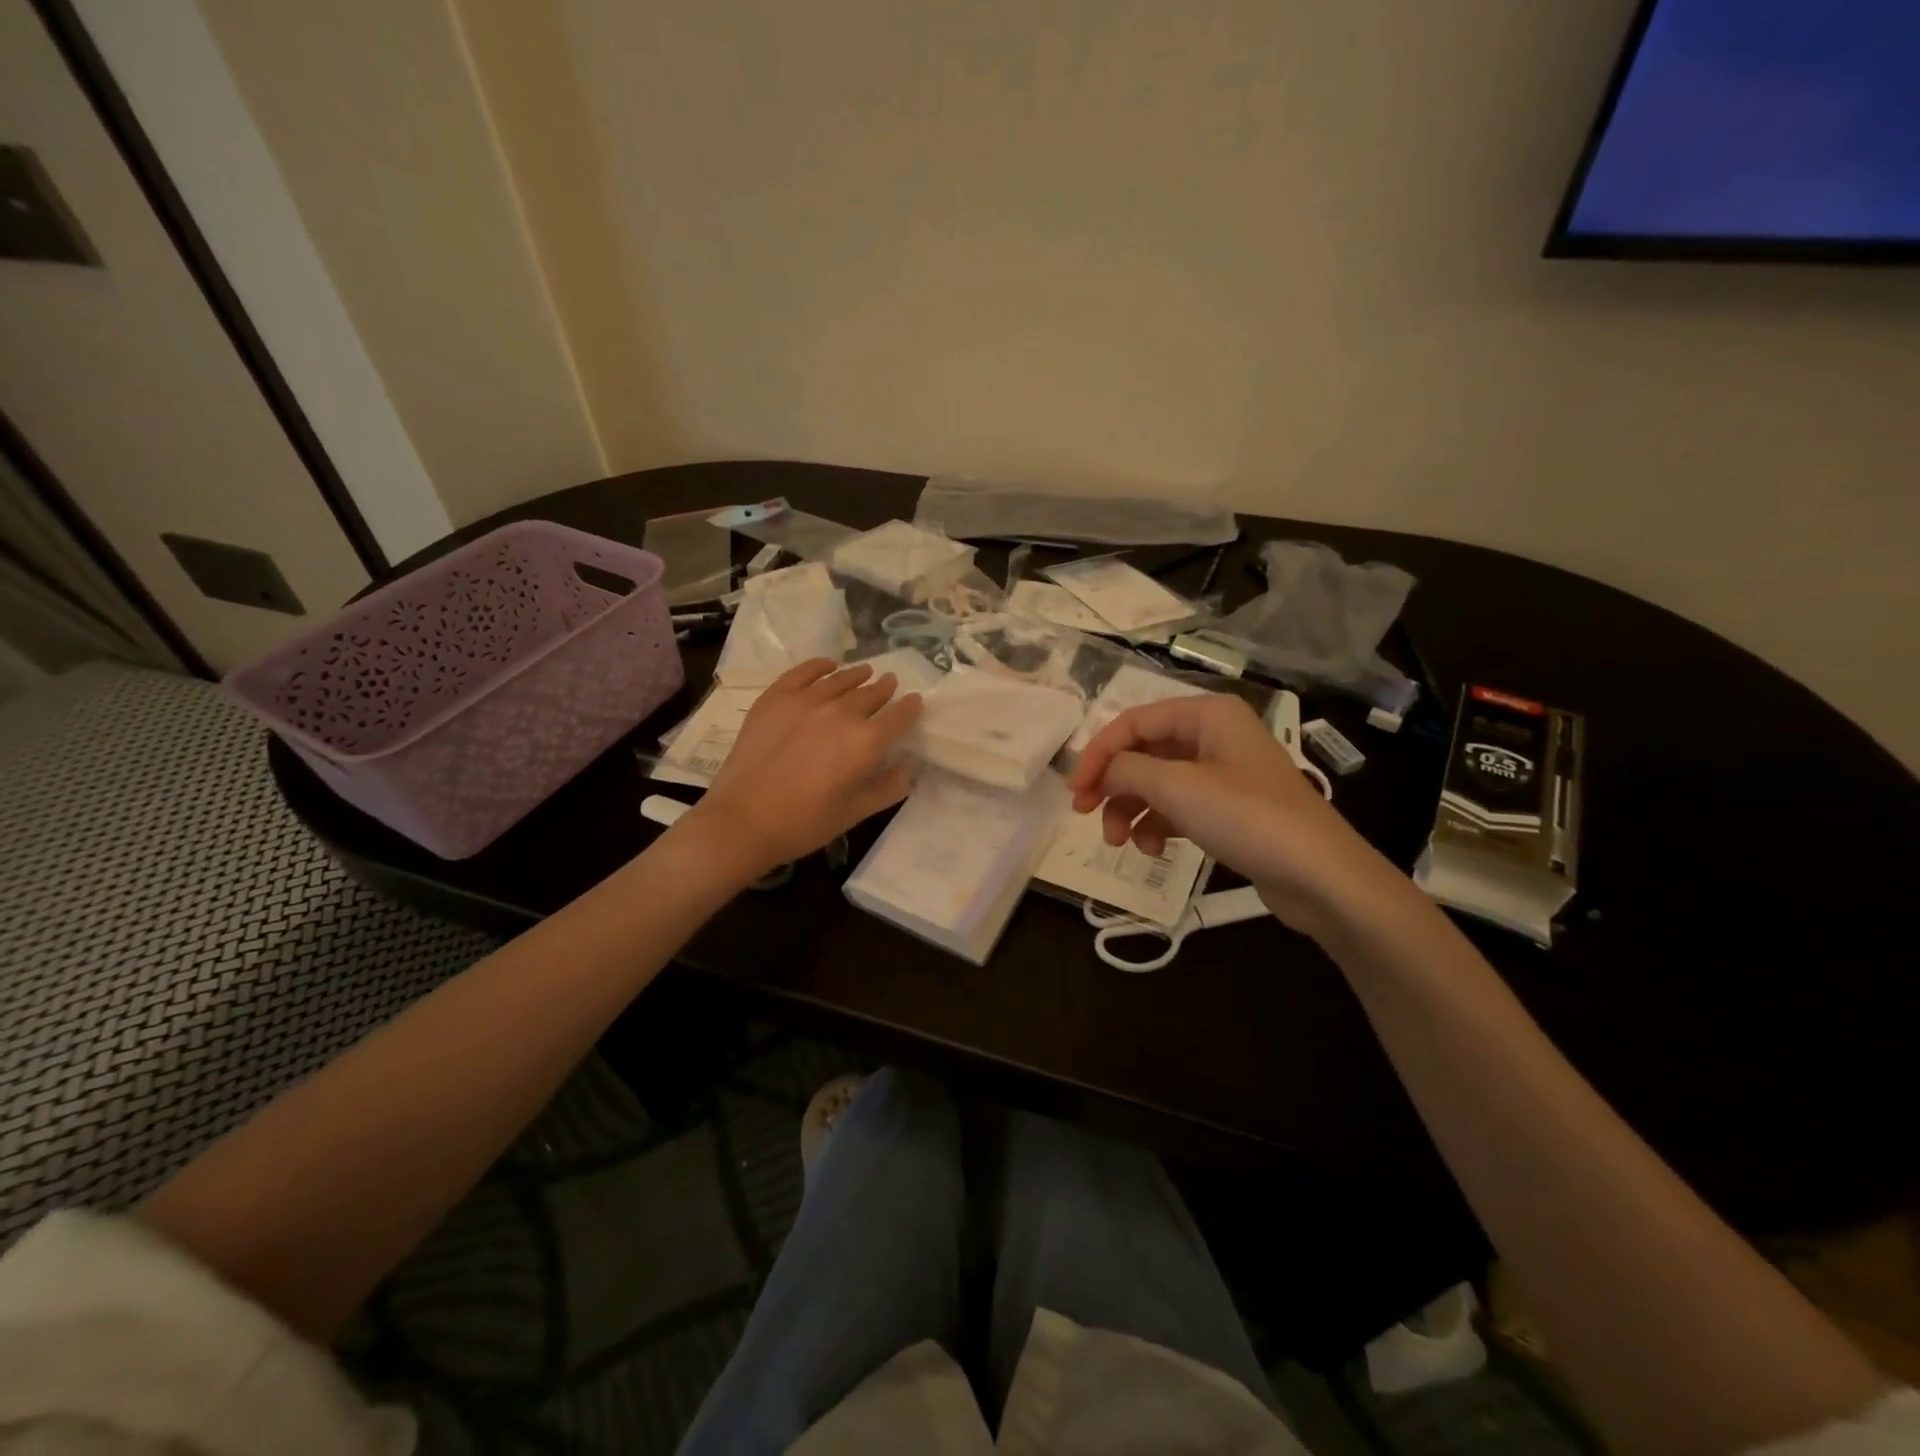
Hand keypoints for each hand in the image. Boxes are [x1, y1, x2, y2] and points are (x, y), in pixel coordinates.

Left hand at [685, 659, 922, 875]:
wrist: (743, 820)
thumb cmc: (805, 823)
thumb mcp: (855, 812)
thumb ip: (889, 786)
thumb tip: (910, 766)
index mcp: (867, 742)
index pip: (899, 716)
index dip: (911, 708)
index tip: (915, 702)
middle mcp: (842, 712)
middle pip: (872, 693)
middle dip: (885, 689)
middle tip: (890, 684)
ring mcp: (807, 700)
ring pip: (842, 680)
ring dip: (858, 675)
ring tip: (866, 672)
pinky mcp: (776, 697)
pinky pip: (804, 672)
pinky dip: (820, 666)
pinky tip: (828, 665)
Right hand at [1067, 693, 1402, 938]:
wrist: (1320, 875)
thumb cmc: (1246, 817)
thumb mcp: (1177, 787)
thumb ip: (1126, 770)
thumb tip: (1102, 772)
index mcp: (1206, 714)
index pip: (1133, 721)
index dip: (1098, 753)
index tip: (1075, 791)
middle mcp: (1214, 735)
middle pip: (1144, 752)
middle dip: (1114, 784)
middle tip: (1086, 814)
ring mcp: (1223, 772)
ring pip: (1158, 782)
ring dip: (1131, 809)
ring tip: (1120, 842)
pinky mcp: (1229, 808)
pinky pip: (1179, 806)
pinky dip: (1158, 824)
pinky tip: (1152, 849)